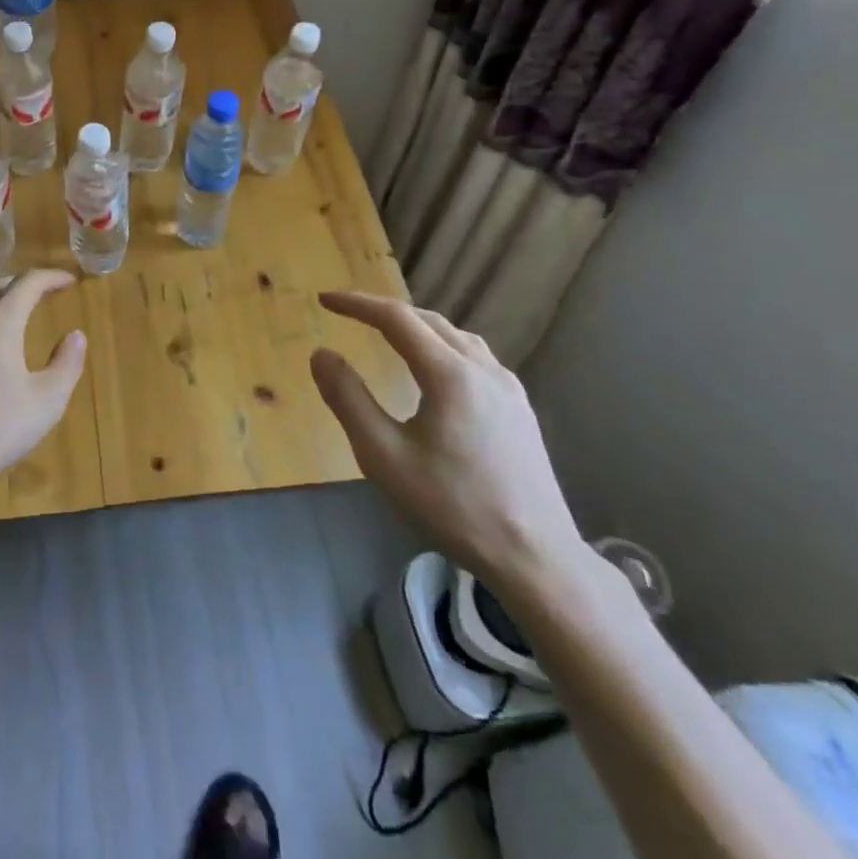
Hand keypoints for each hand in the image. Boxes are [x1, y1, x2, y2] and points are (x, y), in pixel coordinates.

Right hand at [310, 290, 585, 600]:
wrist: (535, 558)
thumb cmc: (452, 506)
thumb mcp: (383, 456)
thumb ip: (348, 399)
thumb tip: (321, 354)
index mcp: (449, 374)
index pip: (396, 318)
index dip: (357, 304)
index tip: (324, 300)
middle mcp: (483, 369)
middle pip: (428, 320)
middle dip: (385, 311)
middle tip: (349, 314)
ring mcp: (508, 389)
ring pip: (456, 337)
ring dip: (416, 326)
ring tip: (388, 333)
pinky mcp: (521, 410)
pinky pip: (476, 357)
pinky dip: (442, 346)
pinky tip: (436, 371)